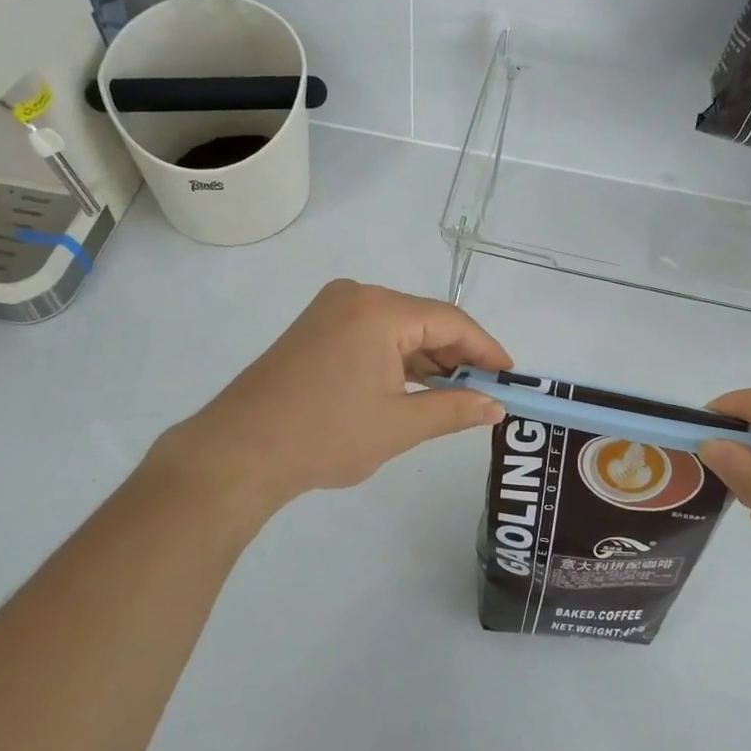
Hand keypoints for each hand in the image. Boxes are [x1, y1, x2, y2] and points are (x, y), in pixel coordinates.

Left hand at [151, 280, 512, 514]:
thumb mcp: (399, 426)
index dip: (485, 349)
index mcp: (379, 309)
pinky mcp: (315, 330)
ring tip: (455, 396)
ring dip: (426, 361)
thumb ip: (454, 409)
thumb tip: (496, 406)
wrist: (239, 452)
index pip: (450, 322)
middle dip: (456, 357)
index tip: (510, 376)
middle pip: (423, 321)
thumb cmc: (325, 436)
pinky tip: (414, 389)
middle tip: (485, 392)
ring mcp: (331, 311)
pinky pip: (371, 337)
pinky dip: (396, 361)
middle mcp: (356, 297)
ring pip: (397, 330)